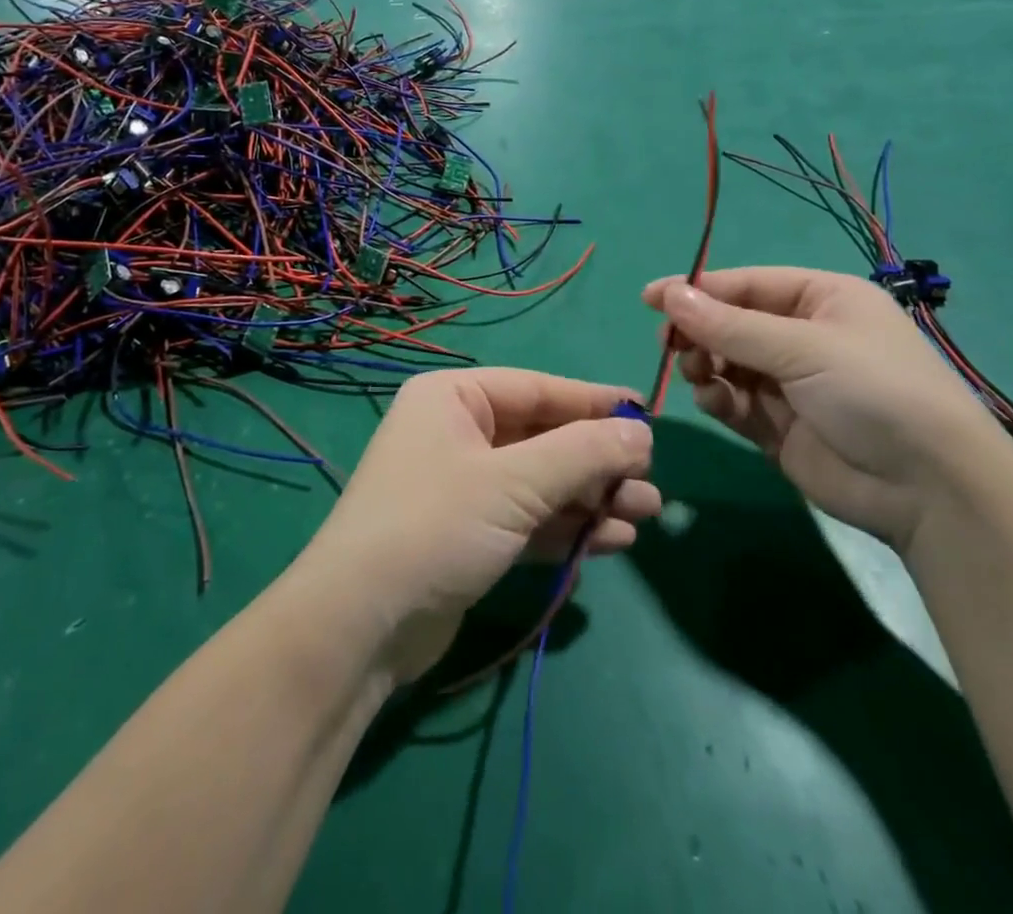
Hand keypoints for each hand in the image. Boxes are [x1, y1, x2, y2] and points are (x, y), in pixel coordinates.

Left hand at [298, 369, 658, 682]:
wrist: (361, 624)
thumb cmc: (436, 525)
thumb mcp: (514, 483)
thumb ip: (582, 454)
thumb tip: (641, 431)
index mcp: (454, 398)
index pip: (537, 389)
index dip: (593, 402)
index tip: (647, 416)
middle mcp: (456, 433)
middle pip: (542, 437)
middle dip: (597, 461)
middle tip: (651, 482)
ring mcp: (462, 486)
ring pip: (540, 482)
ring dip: (591, 498)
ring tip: (646, 514)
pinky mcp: (469, 534)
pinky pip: (529, 519)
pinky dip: (567, 528)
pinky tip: (614, 541)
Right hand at [643, 268, 1012, 552]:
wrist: (930, 490)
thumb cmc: (874, 392)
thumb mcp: (802, 348)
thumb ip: (729, 325)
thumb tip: (668, 296)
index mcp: (822, 299)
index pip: (746, 285)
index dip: (698, 290)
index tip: (650, 299)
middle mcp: (804, 336)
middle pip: (732, 324)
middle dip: (700, 333)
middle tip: (671, 346)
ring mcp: (791, 384)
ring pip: (727, 363)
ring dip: (706, 366)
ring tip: (699, 375)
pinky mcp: (780, 427)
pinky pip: (734, 402)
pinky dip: (718, 399)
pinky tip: (715, 402)